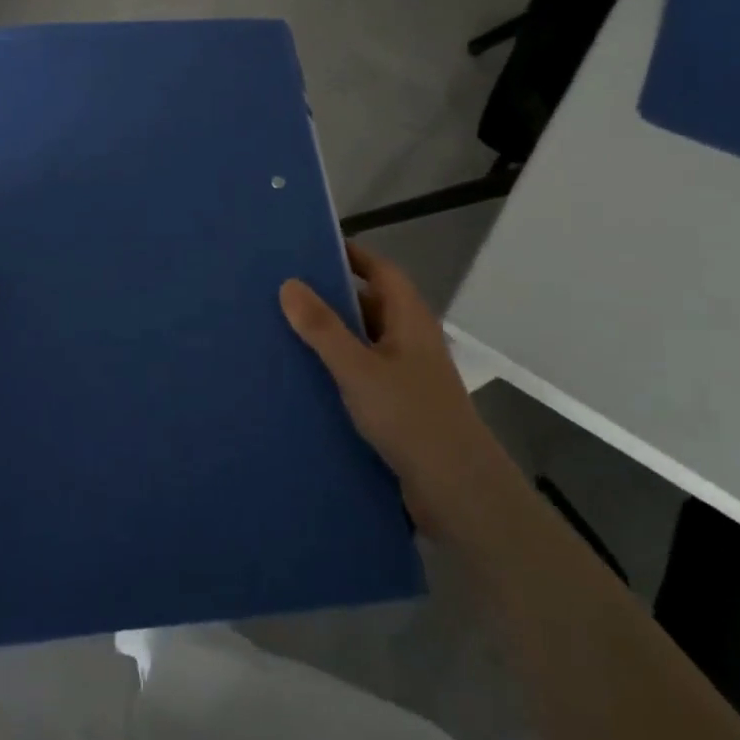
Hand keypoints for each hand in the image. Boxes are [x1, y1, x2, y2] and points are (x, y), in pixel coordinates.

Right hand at [280, 243, 484, 532]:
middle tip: (282, 290)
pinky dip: (336, 368)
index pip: (380, 270)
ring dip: (330, 336)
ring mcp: (406, 374)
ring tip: (281, 330)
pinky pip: (361, 374)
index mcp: (409, 319)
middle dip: (330, 296)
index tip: (309, 248)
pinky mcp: (398, 406)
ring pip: (362, 342)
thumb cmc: (411, 418)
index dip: (350, 255)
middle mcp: (410, 340)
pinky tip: (303, 378)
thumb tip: (288, 284)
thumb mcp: (358, 369)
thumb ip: (323, 328)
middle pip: (369, 304)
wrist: (458, 492)